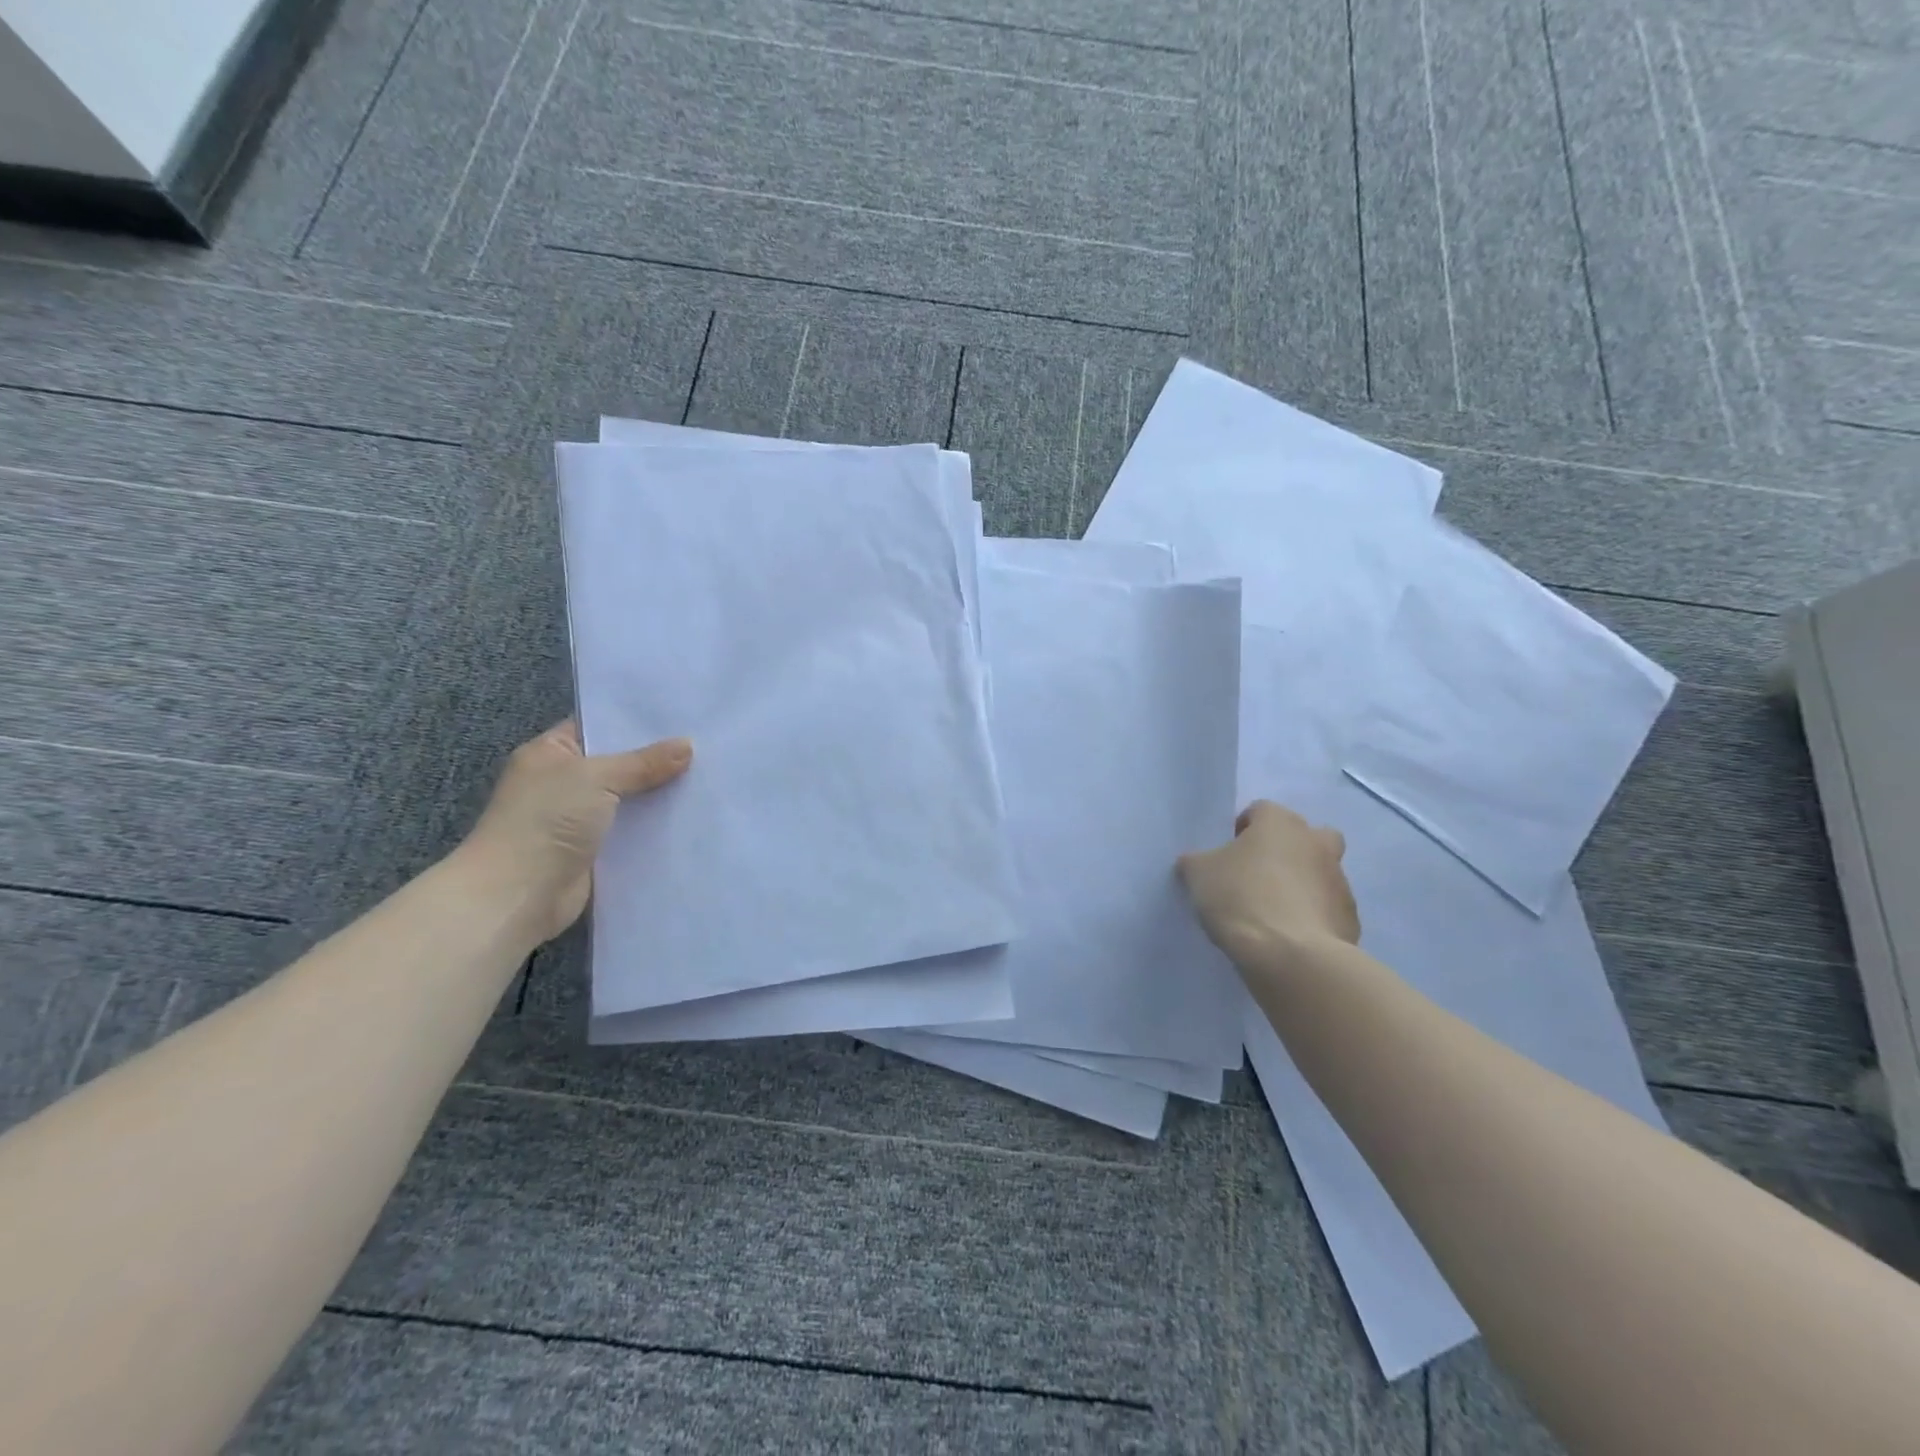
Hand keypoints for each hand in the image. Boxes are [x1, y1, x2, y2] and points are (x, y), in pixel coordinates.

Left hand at [458, 720, 692, 944]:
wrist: (518, 895)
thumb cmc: (547, 822)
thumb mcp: (596, 778)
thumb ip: (644, 762)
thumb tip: (688, 745)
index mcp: (550, 753)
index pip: (597, 727)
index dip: (635, 722)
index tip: (680, 717)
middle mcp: (562, 782)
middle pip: (618, 764)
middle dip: (656, 759)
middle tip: (704, 745)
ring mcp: (577, 818)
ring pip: (629, 798)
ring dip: (659, 794)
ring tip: (708, 778)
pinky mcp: (594, 851)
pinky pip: (632, 830)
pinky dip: (655, 826)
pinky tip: (691, 815)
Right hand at [1178, 801, 1359, 970]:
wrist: (1291, 956)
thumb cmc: (1241, 898)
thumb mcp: (1198, 874)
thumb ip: (1197, 861)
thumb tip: (1197, 863)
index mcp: (1280, 822)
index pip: (1260, 811)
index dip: (1241, 831)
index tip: (1226, 857)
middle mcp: (1316, 842)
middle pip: (1303, 836)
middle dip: (1285, 851)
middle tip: (1258, 877)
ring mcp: (1339, 881)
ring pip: (1318, 873)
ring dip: (1301, 885)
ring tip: (1271, 915)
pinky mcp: (1350, 918)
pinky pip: (1326, 909)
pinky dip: (1312, 917)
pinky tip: (1289, 938)